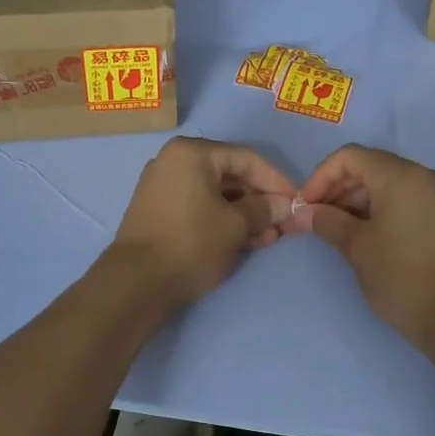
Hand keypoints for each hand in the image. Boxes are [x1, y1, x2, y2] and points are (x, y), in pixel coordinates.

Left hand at [109, 136, 298, 306]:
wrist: (136, 282)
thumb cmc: (191, 243)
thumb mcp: (235, 226)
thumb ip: (264, 210)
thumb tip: (285, 206)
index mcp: (192, 153)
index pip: (247, 159)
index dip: (277, 181)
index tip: (298, 202)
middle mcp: (174, 161)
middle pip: (231, 176)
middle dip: (260, 201)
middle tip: (283, 225)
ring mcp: (163, 185)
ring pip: (216, 194)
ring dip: (245, 214)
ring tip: (269, 238)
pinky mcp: (159, 210)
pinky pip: (200, 206)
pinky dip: (223, 220)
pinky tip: (246, 240)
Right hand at [292, 144, 434, 345]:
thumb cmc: (400, 276)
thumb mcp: (356, 247)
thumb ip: (327, 221)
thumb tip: (303, 212)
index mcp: (401, 176)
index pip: (351, 156)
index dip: (321, 176)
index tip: (306, 205)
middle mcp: (425, 175)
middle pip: (371, 166)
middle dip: (339, 188)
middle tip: (318, 217)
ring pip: (389, 182)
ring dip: (359, 198)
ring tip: (338, 228)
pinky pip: (406, 197)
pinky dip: (381, 207)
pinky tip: (365, 232)